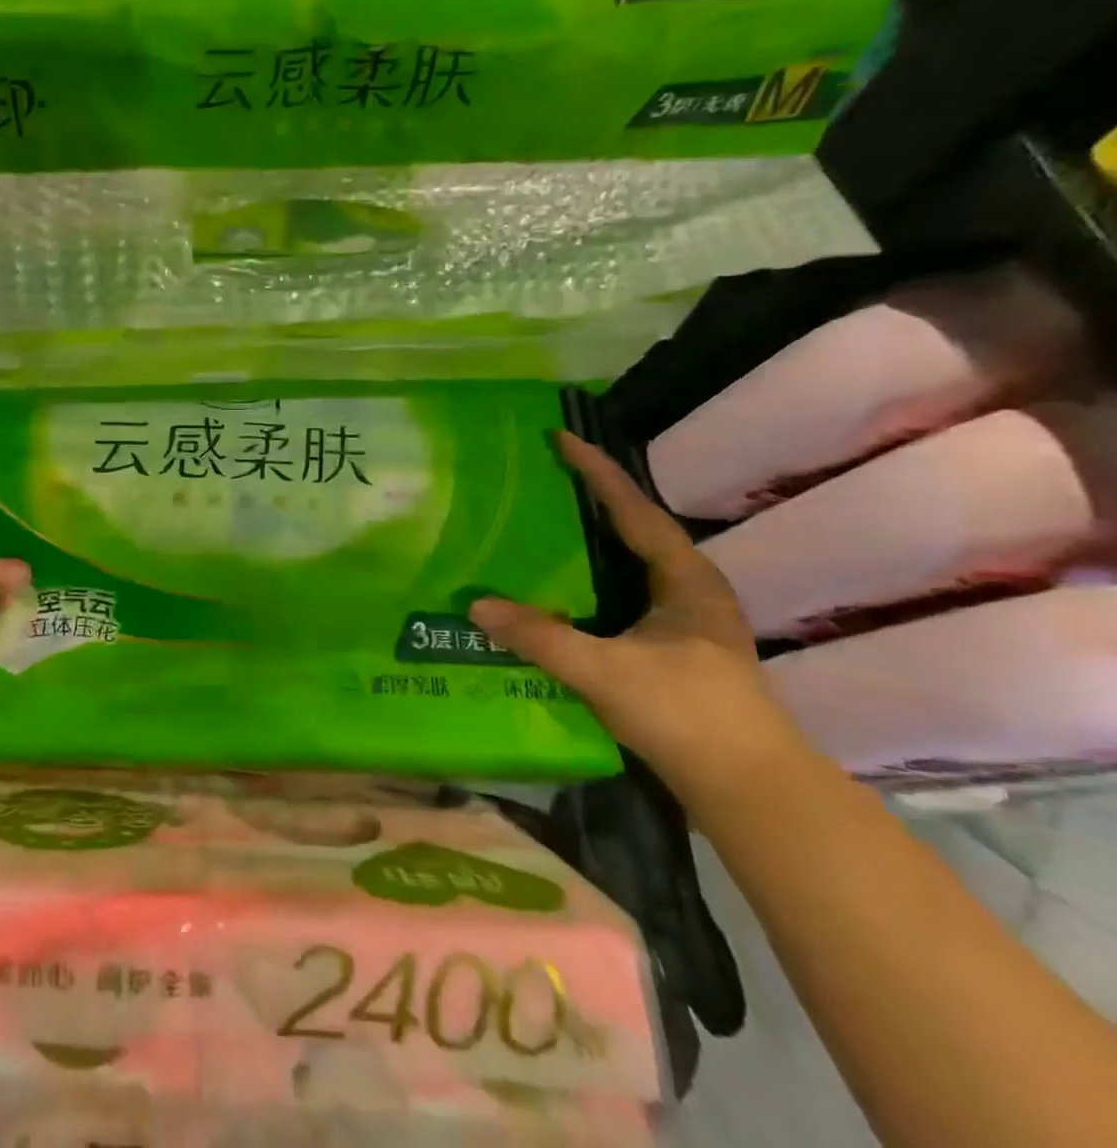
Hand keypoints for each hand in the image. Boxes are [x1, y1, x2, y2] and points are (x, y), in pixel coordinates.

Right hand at [470, 432, 810, 806]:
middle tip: (549, 477)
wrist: (752, 790)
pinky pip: (628, 591)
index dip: (596, 472)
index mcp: (685, 579)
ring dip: (596, 540)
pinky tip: (567, 590)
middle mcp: (691, 590)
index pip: (633, 510)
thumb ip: (539, 636)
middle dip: (595, 500)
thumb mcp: (604, 670)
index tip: (561, 438)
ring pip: (634, 563)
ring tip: (552, 523)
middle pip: (637, 529)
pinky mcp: (679, 649)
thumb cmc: (687, 714)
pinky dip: (597, 577)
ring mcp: (689, 621)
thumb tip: (477, 606)